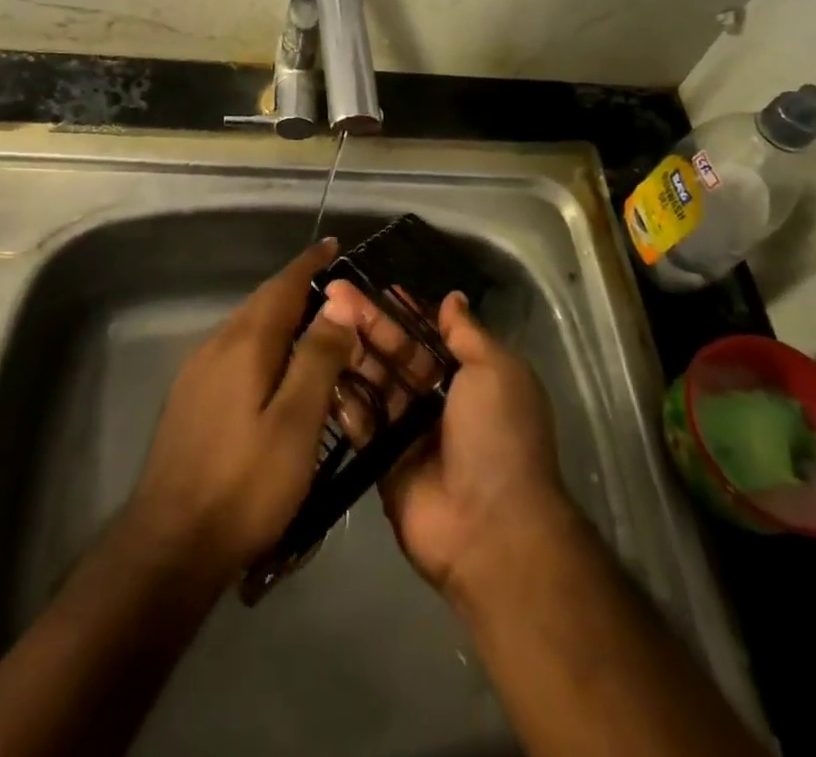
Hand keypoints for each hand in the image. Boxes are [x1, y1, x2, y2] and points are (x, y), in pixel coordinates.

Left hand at [126, 240, 356, 581]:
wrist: (170, 543)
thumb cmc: (244, 484)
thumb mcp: (295, 424)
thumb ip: (317, 359)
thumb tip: (337, 304)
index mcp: (245, 342)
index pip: (282, 286)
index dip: (309, 264)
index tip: (334, 244)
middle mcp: (217, 344)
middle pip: (262, 303)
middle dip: (297, 288)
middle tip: (336, 290)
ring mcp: (198, 371)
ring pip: (247, 328)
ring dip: (280, 318)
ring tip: (315, 327)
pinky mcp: (191, 397)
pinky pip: (235, 351)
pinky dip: (264, 345)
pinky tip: (277, 371)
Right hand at [318, 284, 575, 601]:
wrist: (492, 530)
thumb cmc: (499, 437)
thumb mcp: (496, 371)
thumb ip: (467, 334)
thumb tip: (452, 298)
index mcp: (469, 377)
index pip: (427, 334)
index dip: (400, 310)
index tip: (369, 284)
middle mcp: (437, 400)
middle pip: (395, 353)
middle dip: (367, 323)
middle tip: (332, 293)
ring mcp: (407, 431)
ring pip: (373, 382)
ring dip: (349, 352)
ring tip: (319, 321)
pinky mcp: (381, 460)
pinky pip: (358, 421)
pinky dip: (340, 396)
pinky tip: (316, 364)